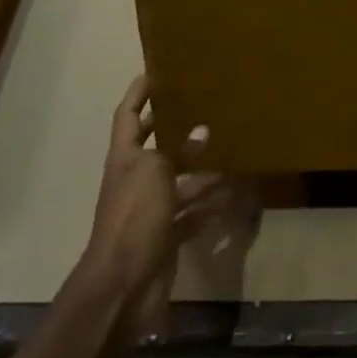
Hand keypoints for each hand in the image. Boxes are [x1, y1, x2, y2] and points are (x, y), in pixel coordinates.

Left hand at [83, 76, 218, 340]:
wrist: (122, 286)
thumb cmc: (133, 217)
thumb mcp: (155, 173)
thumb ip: (178, 151)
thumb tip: (202, 131)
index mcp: (125, 157)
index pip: (128, 114)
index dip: (139, 93)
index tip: (156, 71)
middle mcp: (136, 178)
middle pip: (156, 145)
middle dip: (176, 127)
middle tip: (204, 104)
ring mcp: (151, 209)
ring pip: (180, 179)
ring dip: (203, 168)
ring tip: (232, 147)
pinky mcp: (167, 235)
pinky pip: (192, 212)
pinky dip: (210, 204)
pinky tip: (234, 193)